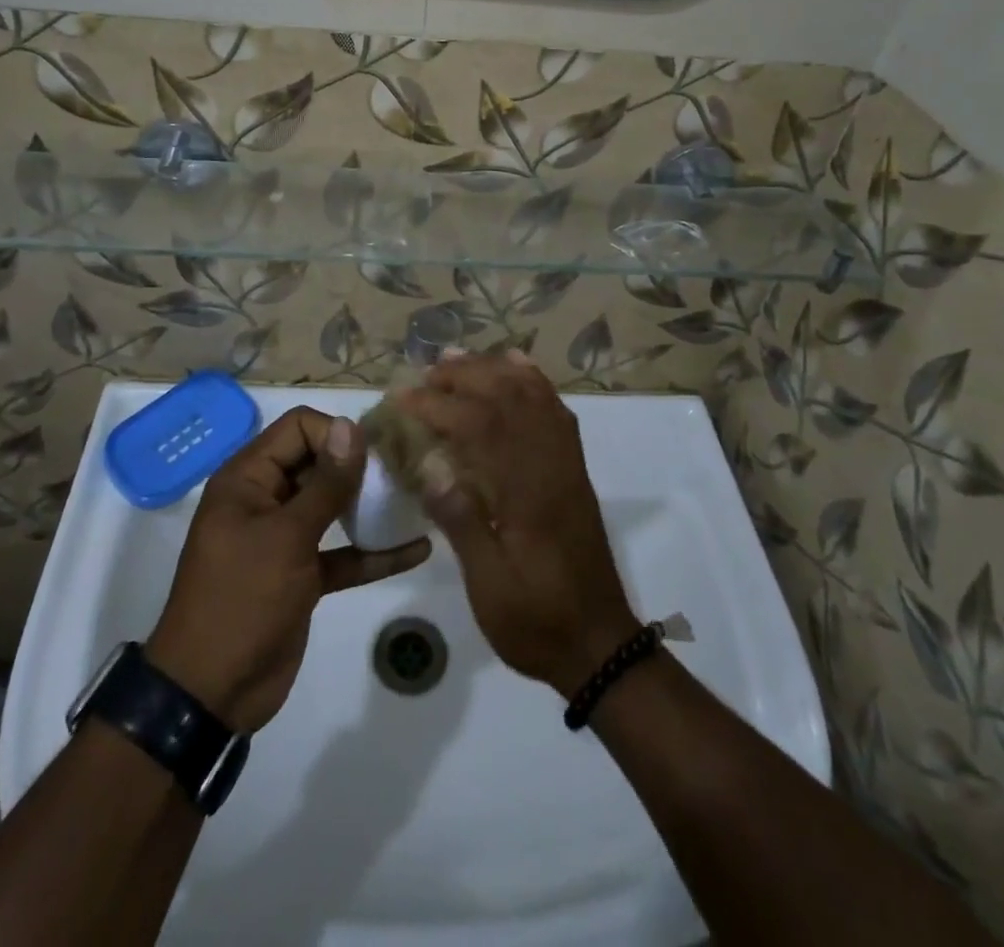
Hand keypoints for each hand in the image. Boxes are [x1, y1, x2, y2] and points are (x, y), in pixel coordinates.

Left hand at [147, 408, 429, 733]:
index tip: (373, 454)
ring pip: (333, 507)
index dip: (335, 433)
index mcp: (248, 479)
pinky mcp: (303, 575)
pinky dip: (373, 552)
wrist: (211, 694)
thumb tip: (350, 426)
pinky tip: (417, 549)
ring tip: (415, 498)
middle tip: (404, 472)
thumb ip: (325, 484)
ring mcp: (285, 538)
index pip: (298, 428)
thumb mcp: (286, 538)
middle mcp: (266, 499)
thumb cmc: (242, 600)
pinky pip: (343, 553)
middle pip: (318, 462)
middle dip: (359, 466)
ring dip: (370, 505)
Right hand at [404, 354, 640, 695]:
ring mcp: (567, 464)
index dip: (438, 406)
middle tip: (425, 373)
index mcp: (526, 492)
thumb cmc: (537, 621)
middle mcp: (550, 465)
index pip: (479, 427)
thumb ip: (463, 523)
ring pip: (534, 396)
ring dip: (495, 370)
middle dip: (464, 376)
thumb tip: (429, 468)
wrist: (600, 645)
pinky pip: (557, 411)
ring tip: (459, 358)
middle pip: (509, 398)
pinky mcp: (574, 471)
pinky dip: (534, 381)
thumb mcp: (490, 586)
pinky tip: (516, 367)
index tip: (403, 398)